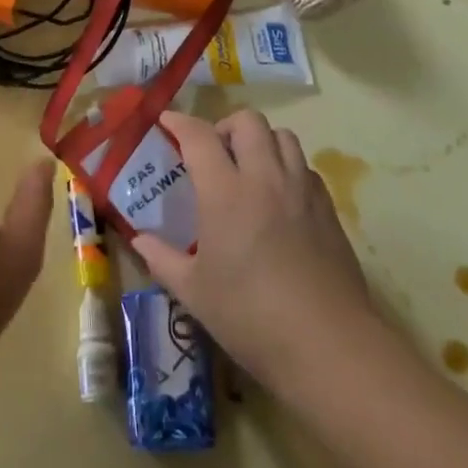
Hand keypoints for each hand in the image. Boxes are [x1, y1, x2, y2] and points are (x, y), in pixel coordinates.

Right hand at [133, 110, 379, 397]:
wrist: (328, 345)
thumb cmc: (250, 316)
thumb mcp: (194, 292)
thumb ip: (162, 259)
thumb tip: (139, 241)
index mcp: (225, 193)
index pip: (199, 137)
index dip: (179, 122)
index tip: (166, 122)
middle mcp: (265, 178)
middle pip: (248, 122)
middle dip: (224, 126)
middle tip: (212, 153)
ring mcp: (301, 190)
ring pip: (283, 136)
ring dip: (260, 141)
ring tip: (247, 169)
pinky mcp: (328, 209)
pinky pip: (305, 167)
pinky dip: (287, 167)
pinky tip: (278, 198)